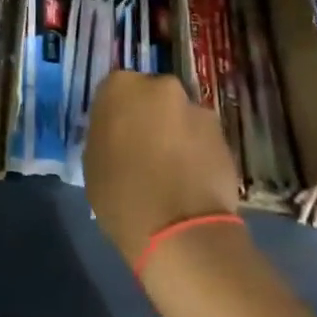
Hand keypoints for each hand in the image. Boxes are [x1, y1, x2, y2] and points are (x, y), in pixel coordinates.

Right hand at [84, 71, 239, 265]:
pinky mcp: (223, 135)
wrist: (179, 230)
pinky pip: (201, 139)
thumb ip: (105, 135)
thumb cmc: (121, 195)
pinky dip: (196, 152)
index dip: (116, 115)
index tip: (116, 138)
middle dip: (149, 118)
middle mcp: (161, 86)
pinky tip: (190, 181)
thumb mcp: (93, 162)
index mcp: (121, 87)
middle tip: (143, 150)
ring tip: (171, 171)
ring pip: (180, 117)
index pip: (114, 91)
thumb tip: (118, 135)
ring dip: (175, 134)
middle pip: (151, 97)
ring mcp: (196, 109)